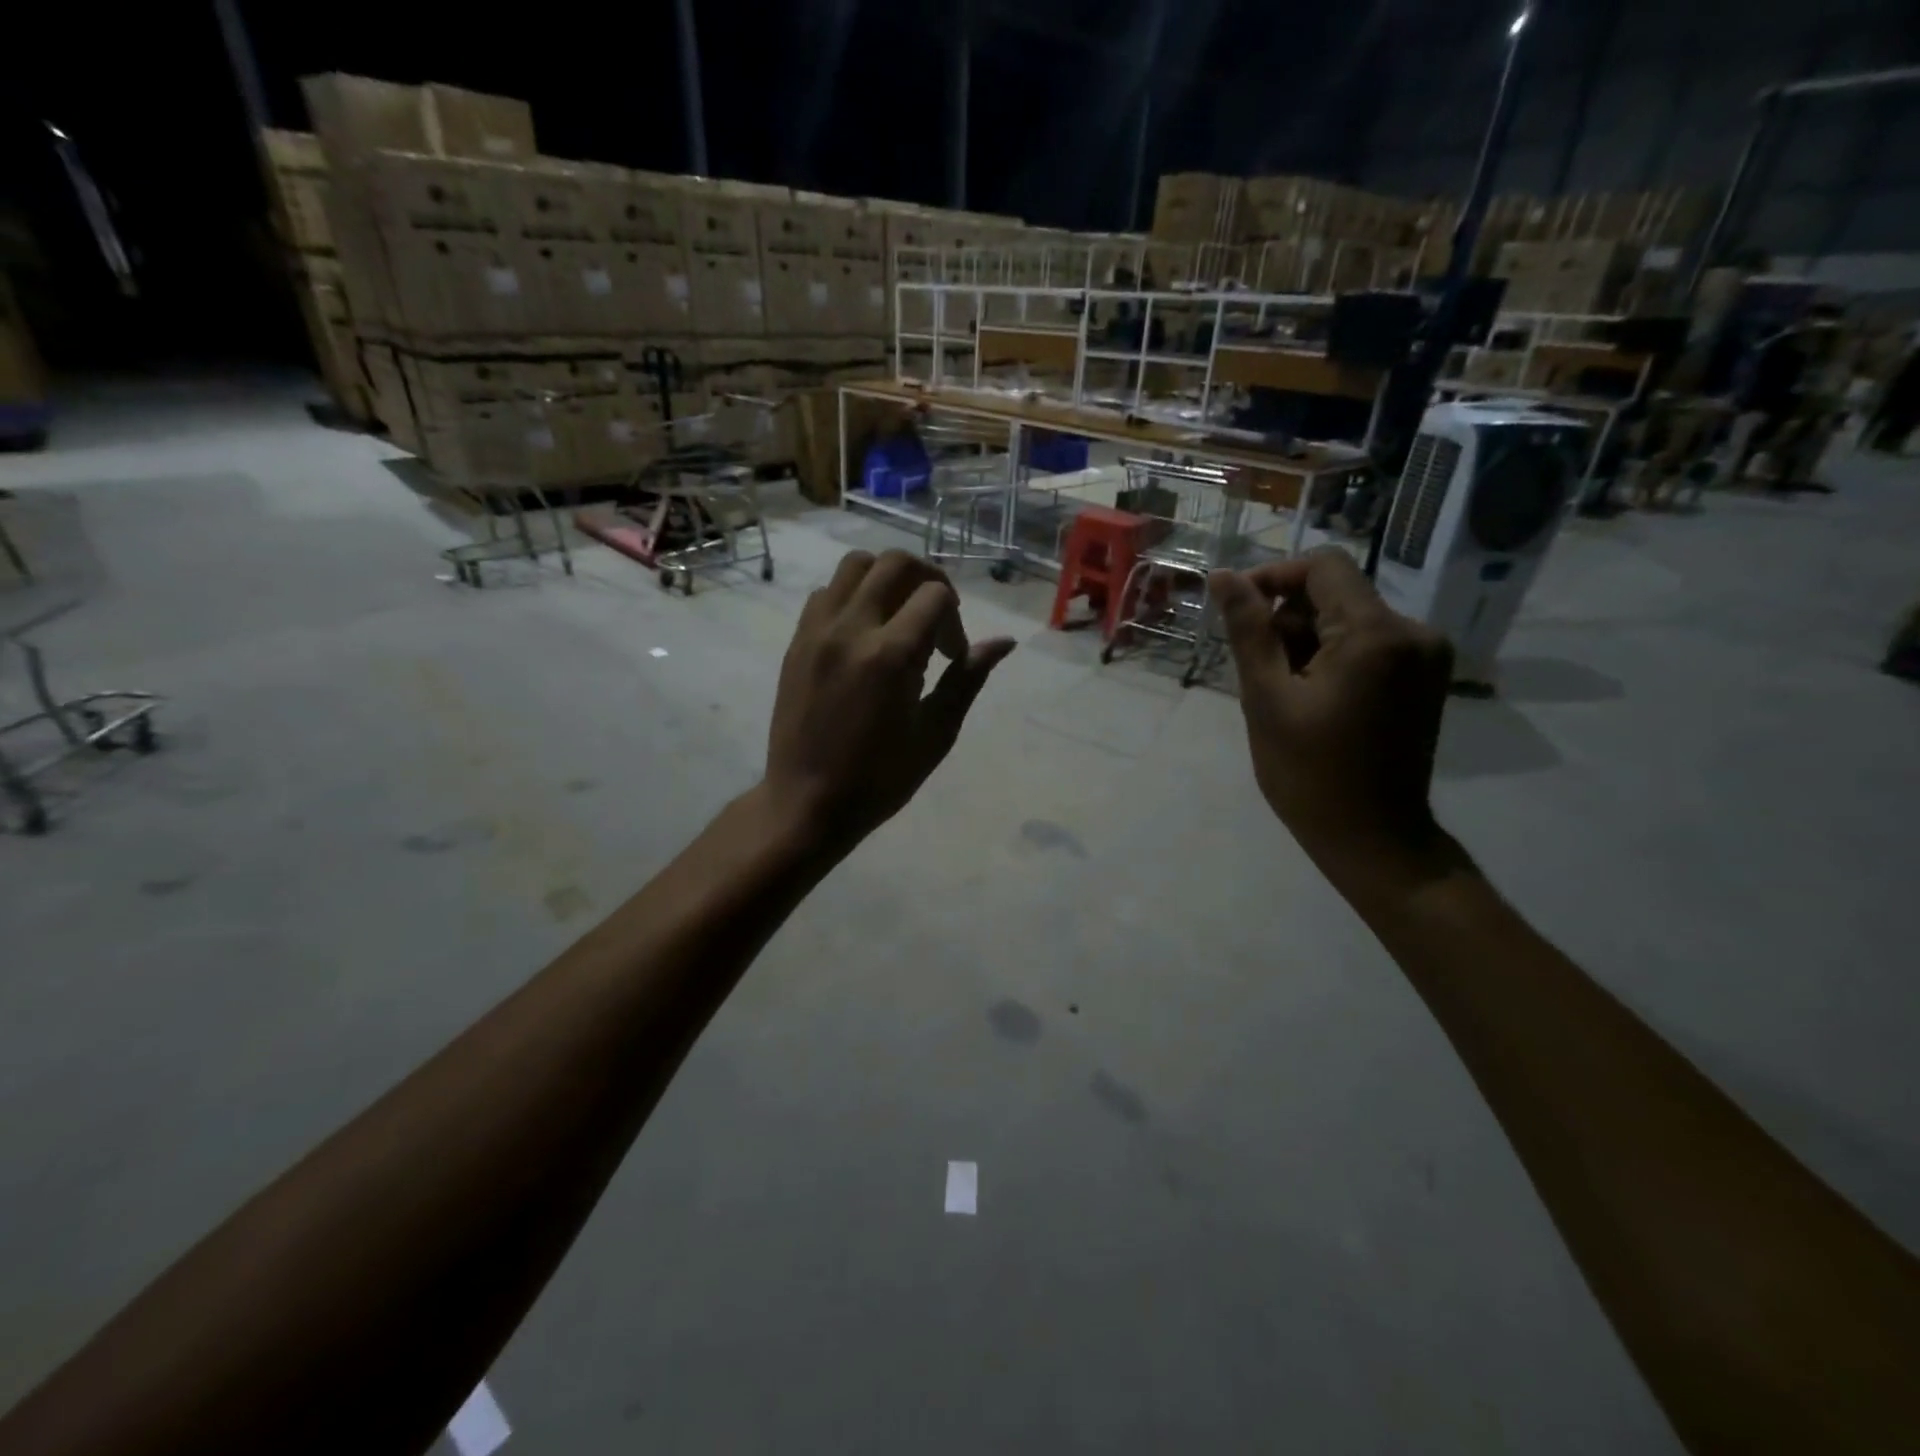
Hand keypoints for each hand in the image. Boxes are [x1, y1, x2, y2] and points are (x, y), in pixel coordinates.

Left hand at [765, 550, 1015, 847]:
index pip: (935, 594)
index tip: (952, 656)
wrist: (807, 803)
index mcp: (891, 655)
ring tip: (899, 617)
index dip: (955, 619)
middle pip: (895, 563)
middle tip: (936, 619)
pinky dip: (853, 597)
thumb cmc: (880, 778)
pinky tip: (864, 634)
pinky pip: (827, 593)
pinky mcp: (796, 642)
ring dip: (886, 579)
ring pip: (855, 566)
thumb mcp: (936, 733)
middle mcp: (851, 629)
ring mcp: (816, 631)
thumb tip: (1005, 642)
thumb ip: (968, 679)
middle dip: (928, 580)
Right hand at [1208, 548, 1455, 896]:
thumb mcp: (1266, 698)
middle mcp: (1413, 631)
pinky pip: (1369, 644)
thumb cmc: (1308, 773)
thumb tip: (1223, 576)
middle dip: (1288, 619)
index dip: (1273, 578)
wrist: (1373, 837)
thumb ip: (1248, 630)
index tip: (1237, 612)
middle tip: (1258, 670)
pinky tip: (1312, 696)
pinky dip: (1333, 657)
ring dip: (1308, 641)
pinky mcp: (1425, 677)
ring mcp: (1425, 655)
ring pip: (1351, 619)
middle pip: (1337, 593)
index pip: (1322, 567)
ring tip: (1283, 692)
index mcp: (1375, 634)